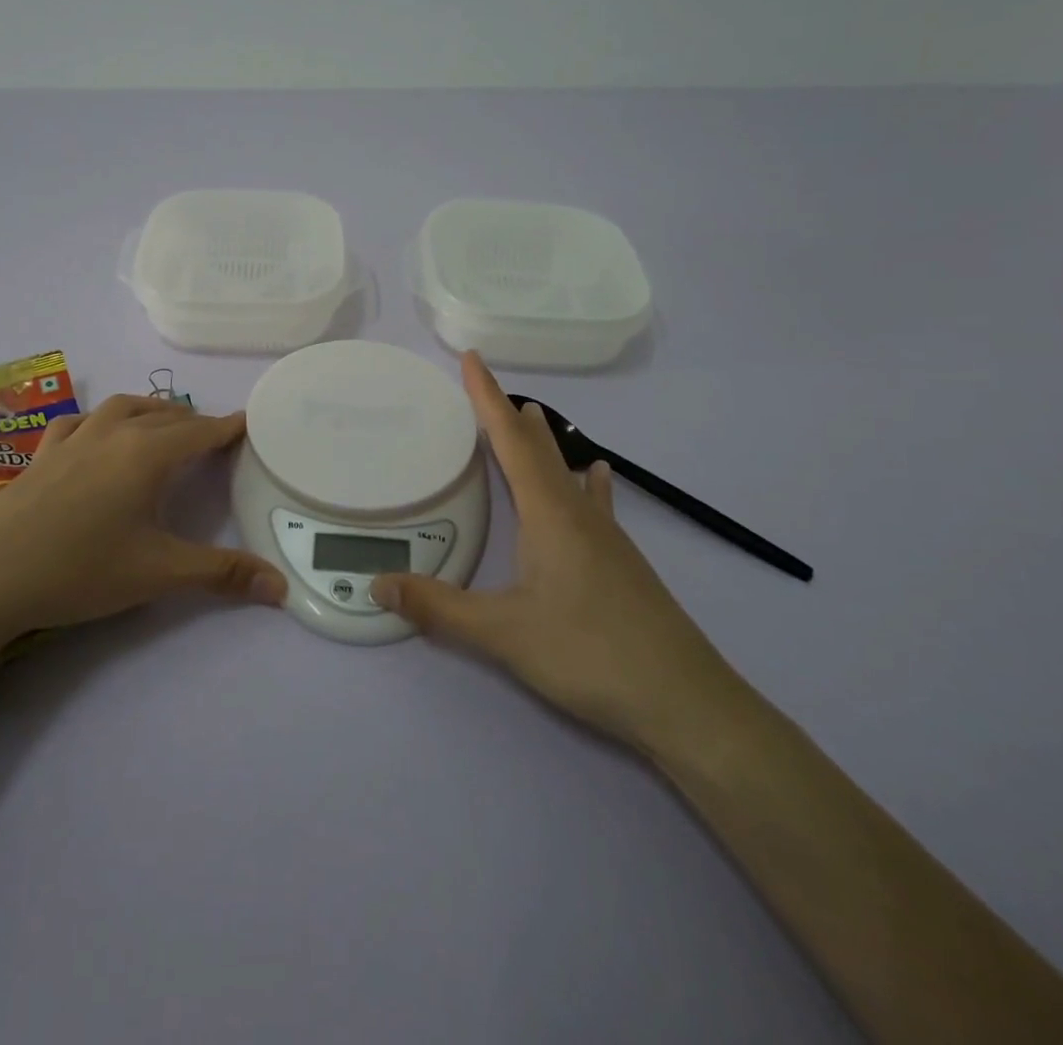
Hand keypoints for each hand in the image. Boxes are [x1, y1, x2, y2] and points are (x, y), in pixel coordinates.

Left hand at [0, 395, 287, 647]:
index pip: (201, 430)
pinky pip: (79, 422)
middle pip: (165, 415)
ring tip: (164, 425)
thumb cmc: (79, 568)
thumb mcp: (158, 573)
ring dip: (151, 412)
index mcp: (148, 453)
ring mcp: (73, 438)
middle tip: (214, 437)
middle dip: (194, 421)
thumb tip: (282, 588)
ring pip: (122, 408)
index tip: (249, 422)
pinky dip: (100, 420)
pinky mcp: (42, 453)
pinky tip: (95, 434)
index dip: (228, 427)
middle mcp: (114, 433)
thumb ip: (221, 574)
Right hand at [370, 353, 739, 754]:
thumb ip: (438, 607)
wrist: (685, 702)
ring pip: (568, 474)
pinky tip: (598, 478)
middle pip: (541, 450)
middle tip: (489, 388)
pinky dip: (586, 481)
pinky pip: (594, 504)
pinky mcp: (621, 563)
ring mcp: (606, 538)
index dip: (488, 398)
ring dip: (545, 443)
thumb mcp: (503, 633)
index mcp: (549, 515)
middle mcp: (579, 514)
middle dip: (510, 416)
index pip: (511, 443)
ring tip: (533, 417)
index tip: (473, 359)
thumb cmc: (590, 654)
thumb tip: (377, 584)